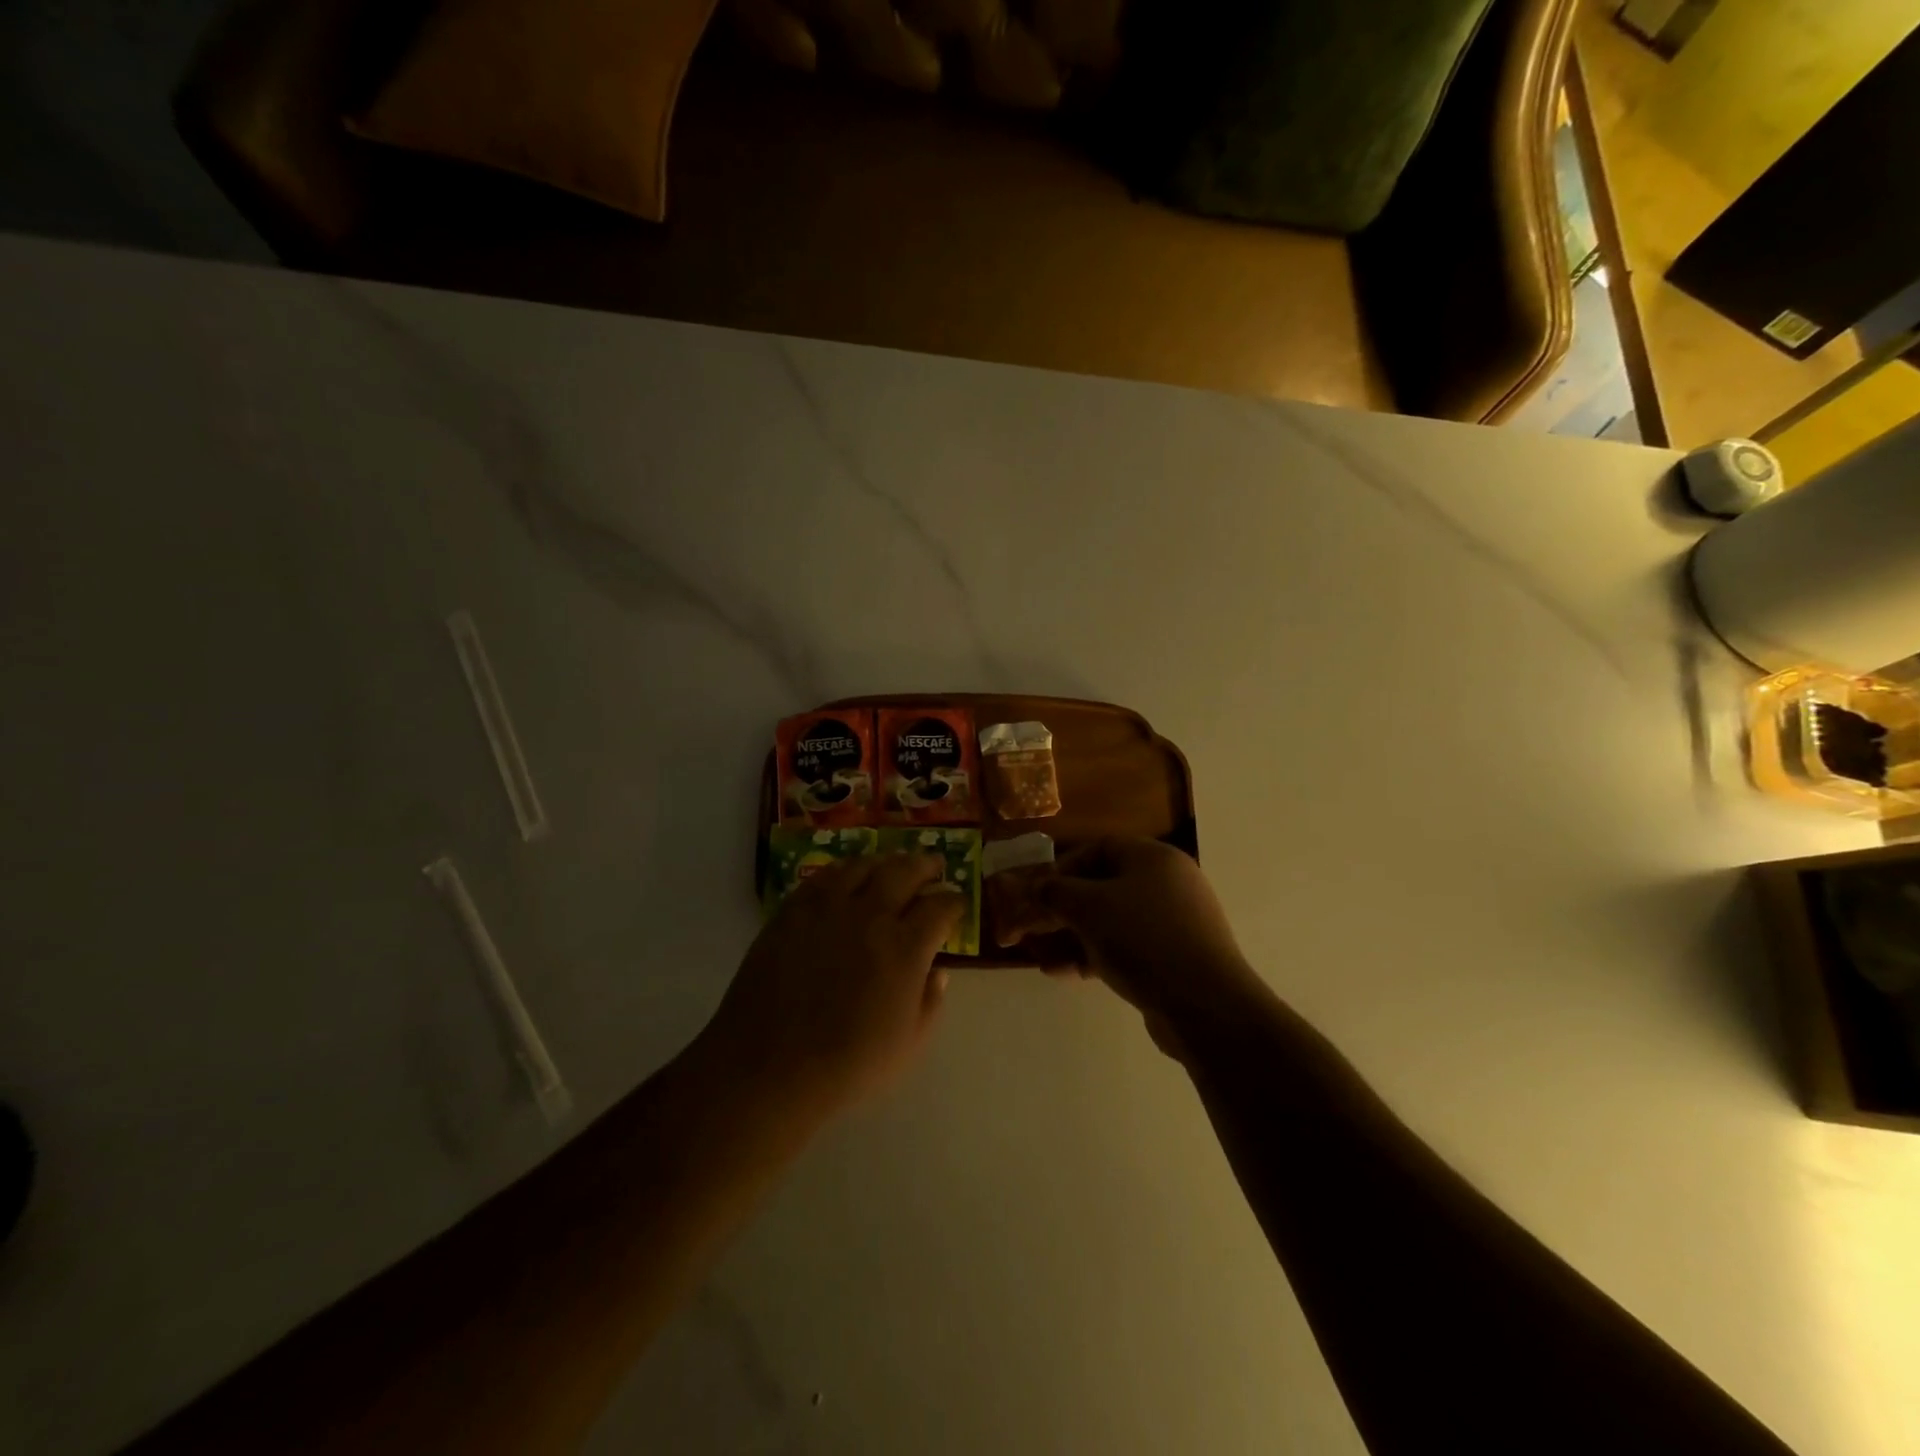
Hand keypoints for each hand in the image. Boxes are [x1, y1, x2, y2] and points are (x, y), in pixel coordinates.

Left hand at [699, 853, 960, 1118]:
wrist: (768, 1066)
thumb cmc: (846, 1065)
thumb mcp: (908, 1045)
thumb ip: (930, 1002)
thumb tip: (938, 971)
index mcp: (905, 947)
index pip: (940, 907)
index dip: (954, 901)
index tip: (957, 903)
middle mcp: (870, 916)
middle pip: (905, 871)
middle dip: (925, 865)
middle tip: (934, 866)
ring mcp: (827, 908)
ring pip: (863, 866)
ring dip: (885, 862)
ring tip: (891, 866)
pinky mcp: (792, 911)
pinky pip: (823, 877)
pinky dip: (843, 871)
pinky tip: (846, 877)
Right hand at [1030, 838, 1265, 1054]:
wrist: (1205, 1006)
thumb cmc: (1143, 939)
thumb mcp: (1088, 908)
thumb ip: (1055, 892)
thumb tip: (1036, 887)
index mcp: (1153, 858)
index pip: (1098, 848)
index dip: (1062, 867)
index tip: (1037, 892)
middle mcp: (1167, 883)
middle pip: (1101, 887)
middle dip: (1061, 909)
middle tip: (1031, 928)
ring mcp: (1173, 922)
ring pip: (1110, 921)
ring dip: (1072, 937)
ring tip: (1041, 958)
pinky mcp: (1173, 958)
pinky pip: (1125, 947)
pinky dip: (1094, 955)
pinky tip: (1065, 974)